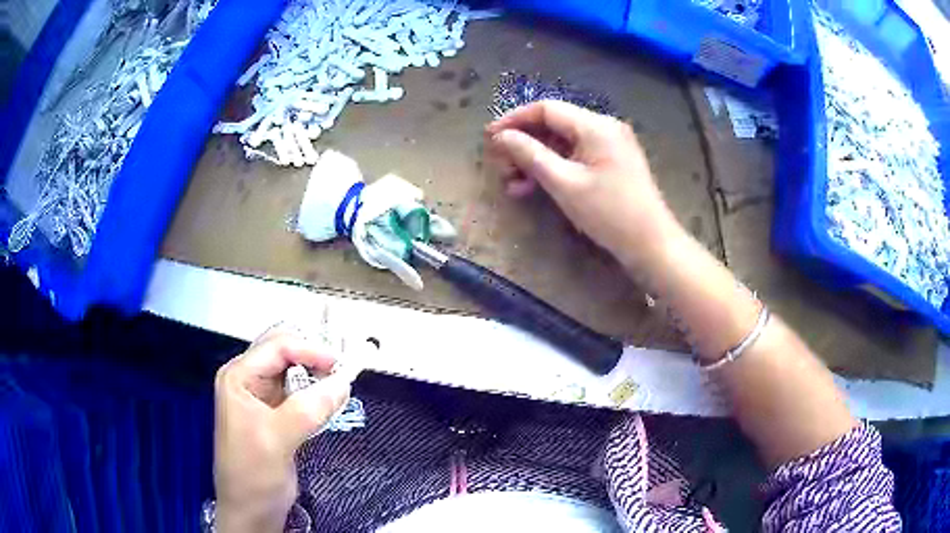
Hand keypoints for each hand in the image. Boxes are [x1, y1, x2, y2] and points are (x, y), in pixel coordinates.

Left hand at [213, 327, 350, 532]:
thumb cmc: (252, 475)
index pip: (277, 346)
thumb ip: (308, 409)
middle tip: (341, 373)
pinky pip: (300, 392)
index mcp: (238, 377)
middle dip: (313, 358)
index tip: (340, 366)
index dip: (310, 350)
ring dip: (317, 376)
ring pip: (294, 371)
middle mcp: (248, 380)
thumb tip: (342, 383)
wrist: (251, 510)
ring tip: (338, 389)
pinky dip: (317, 394)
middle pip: (284, 351)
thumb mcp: (277, 440)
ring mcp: (262, 397)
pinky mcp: (276, 414)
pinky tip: (329, 404)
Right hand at [485, 100, 679, 264]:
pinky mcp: (612, 163)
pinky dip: (555, 168)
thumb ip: (530, 155)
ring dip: (536, 160)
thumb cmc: (608, 213)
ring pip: (563, 143)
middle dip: (524, 144)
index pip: (546, 109)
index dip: (514, 120)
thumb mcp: (564, 183)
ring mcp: (611, 145)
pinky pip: (577, 157)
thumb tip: (501, 137)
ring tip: (512, 183)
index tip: (489, 137)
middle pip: (554, 125)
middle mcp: (604, 127)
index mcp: (595, 125)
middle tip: (500, 166)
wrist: (651, 245)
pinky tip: (535, 187)